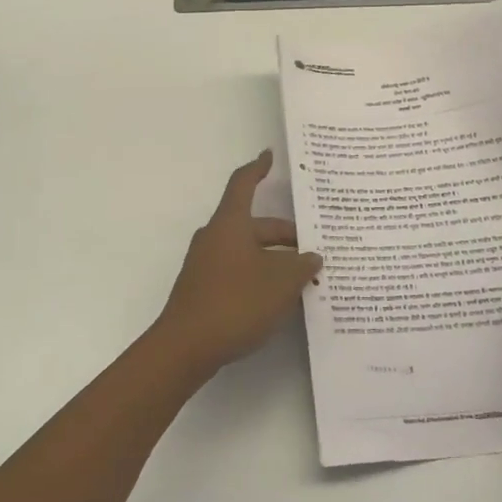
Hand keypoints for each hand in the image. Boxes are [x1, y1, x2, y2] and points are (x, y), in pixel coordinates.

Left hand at [152, 151, 321, 376]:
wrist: (185, 346)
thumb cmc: (236, 302)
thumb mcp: (280, 283)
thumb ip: (301, 266)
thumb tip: (311, 257)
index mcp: (230, 223)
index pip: (244, 184)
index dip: (258, 168)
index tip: (268, 155)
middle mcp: (215, 236)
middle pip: (254, 224)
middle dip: (285, 235)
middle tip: (315, 250)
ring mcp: (206, 263)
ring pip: (248, 250)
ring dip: (275, 258)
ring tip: (304, 277)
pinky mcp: (204, 287)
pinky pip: (238, 269)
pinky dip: (260, 275)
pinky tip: (279, 298)